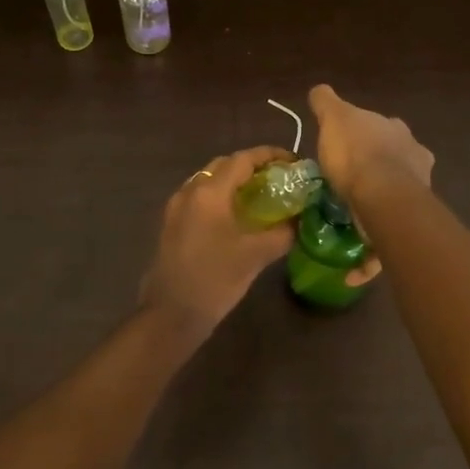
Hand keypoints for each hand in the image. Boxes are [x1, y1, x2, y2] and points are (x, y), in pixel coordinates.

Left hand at [139, 145, 296, 329]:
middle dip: (252, 167)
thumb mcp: (256, 256)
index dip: (270, 155)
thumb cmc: (215, 279)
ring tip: (260, 197)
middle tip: (278, 179)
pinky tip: (236, 218)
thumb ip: (282, 233)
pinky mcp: (171, 225)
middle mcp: (190, 191)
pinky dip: (220, 198)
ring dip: (234, 182)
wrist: (171, 313)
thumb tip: (298, 221)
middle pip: (224, 166)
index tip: (293, 161)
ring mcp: (176, 208)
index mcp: (210, 192)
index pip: (243, 159)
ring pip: (209, 181)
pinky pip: (199, 199)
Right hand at [307, 85, 433, 197]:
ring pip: (400, 172)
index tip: (345, 141)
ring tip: (365, 191)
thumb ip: (326, 102)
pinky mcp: (416, 201)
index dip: (360, 130)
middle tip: (355, 166)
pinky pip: (400, 197)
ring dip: (386, 178)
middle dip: (377, 152)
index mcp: (391, 123)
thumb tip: (319, 90)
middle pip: (392, 145)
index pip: (375, 121)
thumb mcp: (333, 119)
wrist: (382, 195)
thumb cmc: (355, 153)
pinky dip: (389, 200)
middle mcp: (410, 144)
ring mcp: (418, 174)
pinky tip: (374, 206)